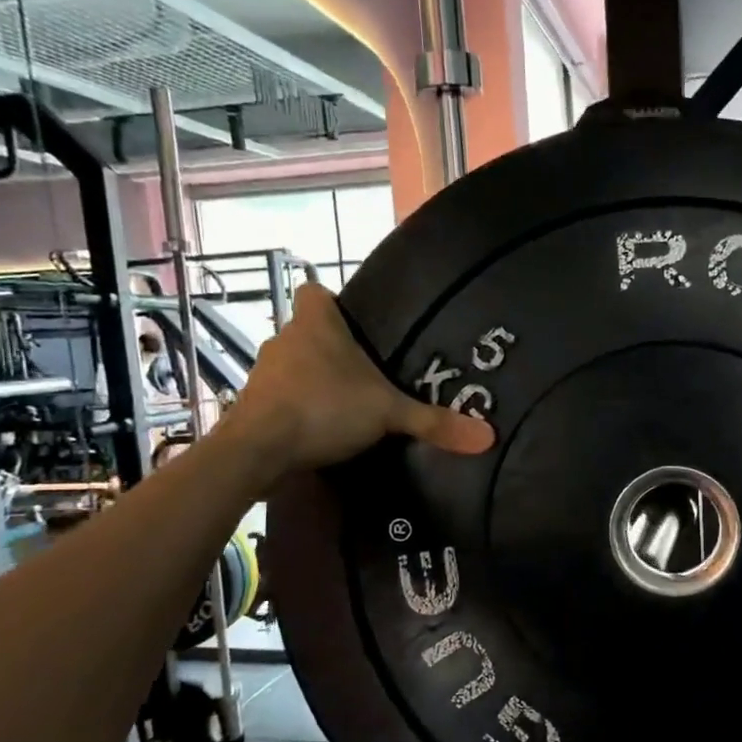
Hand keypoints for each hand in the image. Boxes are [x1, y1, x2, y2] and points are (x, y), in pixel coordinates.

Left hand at [221, 283, 492, 484]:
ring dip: (313, 381)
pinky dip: (296, 409)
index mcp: (315, 324)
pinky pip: (280, 397)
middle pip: (308, 332)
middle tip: (365, 374)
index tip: (356, 326)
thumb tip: (489, 437)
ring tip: (346, 405)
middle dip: (332, 350)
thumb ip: (435, 422)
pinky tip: (320, 431)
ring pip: (293, 366)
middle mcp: (284, 339)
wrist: (257, 450)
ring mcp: (264, 372)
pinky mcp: (252, 405)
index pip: (315, 292)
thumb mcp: (388, 413)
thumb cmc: (324, 408)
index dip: (333, 304)